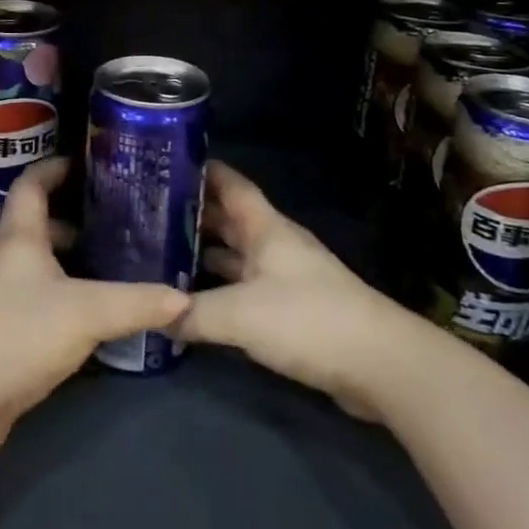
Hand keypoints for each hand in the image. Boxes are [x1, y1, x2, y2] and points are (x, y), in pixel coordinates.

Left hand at [0, 157, 188, 462]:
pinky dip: (59, 296)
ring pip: (36, 265)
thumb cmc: (19, 334)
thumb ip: (137, 303)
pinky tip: (88, 316)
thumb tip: (183, 299)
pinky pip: (32, 300)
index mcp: (19, 238)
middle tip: (115, 222)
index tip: (85, 163)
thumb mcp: (88, 313)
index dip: (54, 168)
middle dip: (73, 220)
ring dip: (67, 261)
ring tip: (110, 265)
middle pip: (37, 225)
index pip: (31, 185)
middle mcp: (3, 259)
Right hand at [177, 162, 407, 420]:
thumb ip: (194, 313)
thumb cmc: (308, 319)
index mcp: (266, 228)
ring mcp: (285, 278)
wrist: (380, 365)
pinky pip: (245, 289)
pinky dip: (220, 289)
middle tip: (148, 213)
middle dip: (193, 214)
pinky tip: (194, 301)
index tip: (167, 162)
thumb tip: (153, 313)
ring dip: (204, 253)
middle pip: (229, 219)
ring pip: (236, 255)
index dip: (203, 170)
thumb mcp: (241, 314)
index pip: (231, 184)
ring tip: (161, 254)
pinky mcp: (292, 312)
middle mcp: (274, 245)